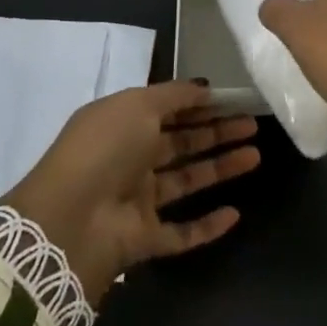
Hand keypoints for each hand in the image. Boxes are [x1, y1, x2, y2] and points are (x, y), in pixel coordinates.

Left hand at [1, 81, 259, 305]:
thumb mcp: (137, 104)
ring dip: (220, 168)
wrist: (71, 219)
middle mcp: (129, 160)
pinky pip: (181, 232)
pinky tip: (234, 214)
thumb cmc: (105, 149)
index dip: (199, 104)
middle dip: (216, 132)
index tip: (233, 99)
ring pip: (186, 181)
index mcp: (121, 124)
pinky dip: (207, 226)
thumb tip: (204, 87)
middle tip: (253, 124)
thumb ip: (173, 95)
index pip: (167, 111)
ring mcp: (136, 201)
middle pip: (180, 143)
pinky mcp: (144, 239)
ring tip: (255, 154)